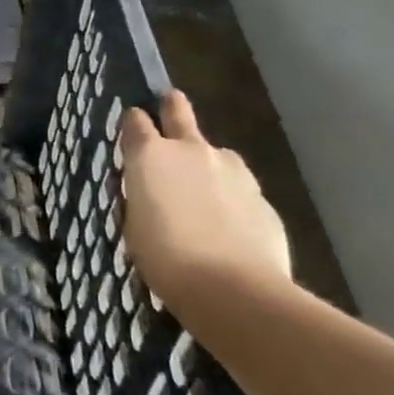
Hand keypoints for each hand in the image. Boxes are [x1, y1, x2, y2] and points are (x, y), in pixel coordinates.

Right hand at [119, 89, 291, 312]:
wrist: (233, 290)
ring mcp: (232, 171)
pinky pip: (239, 189)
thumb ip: (142, 196)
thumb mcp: (133, 225)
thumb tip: (151, 190)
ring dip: (207, 163)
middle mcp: (191, 150)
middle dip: (171, 106)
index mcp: (150, 155)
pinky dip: (231, 199)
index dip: (132, 123)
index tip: (131, 128)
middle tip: (168, 104)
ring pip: (216, 154)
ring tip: (203, 194)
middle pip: (178, 111)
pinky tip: (228, 228)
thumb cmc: (164, 257)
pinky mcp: (262, 197)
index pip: (135, 121)